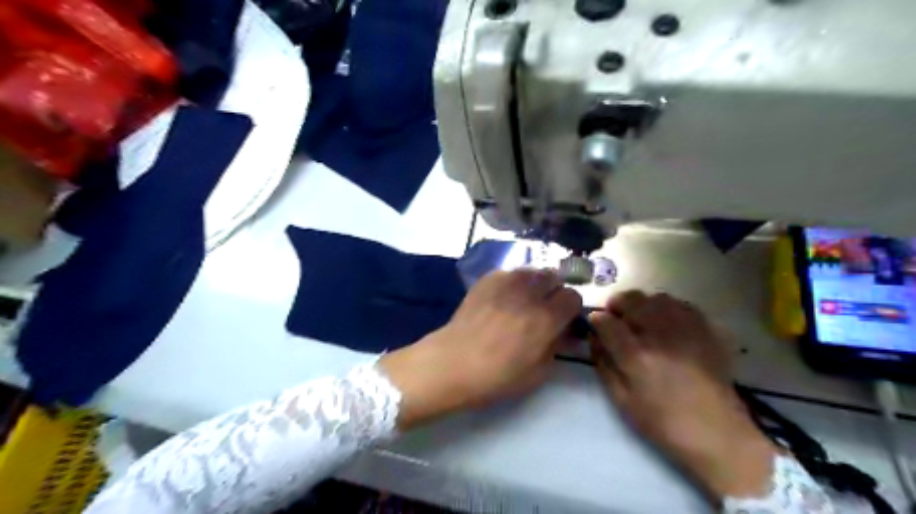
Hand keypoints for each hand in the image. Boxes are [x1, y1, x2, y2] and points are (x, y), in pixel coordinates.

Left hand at [377, 270, 577, 429]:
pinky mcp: (487, 279)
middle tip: (543, 309)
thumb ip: (557, 347)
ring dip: (535, 284)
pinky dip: (513, 282)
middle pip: (554, 278)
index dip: (570, 309)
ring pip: (533, 271)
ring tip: (523, 300)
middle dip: (554, 292)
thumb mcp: (537, 373)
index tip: (562, 319)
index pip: (573, 297)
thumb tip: (565, 332)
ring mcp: (506, 282)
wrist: (453, 362)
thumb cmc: (496, 376)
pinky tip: (502, 298)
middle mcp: (529, 293)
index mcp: (546, 318)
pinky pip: (510, 273)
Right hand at [591, 291, 775, 499]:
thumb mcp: (622, 399)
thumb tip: (594, 337)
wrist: (718, 433)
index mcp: (637, 355)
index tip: (594, 322)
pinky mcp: (707, 331)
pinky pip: (682, 305)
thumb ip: (604, 364)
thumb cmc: (663, 422)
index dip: (596, 319)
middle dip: (617, 304)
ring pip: (657, 298)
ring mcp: (687, 329)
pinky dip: (668, 308)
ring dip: (642, 304)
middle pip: (632, 299)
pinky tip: (665, 323)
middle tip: (615, 318)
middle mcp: (661, 334)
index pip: (607, 321)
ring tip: (640, 319)